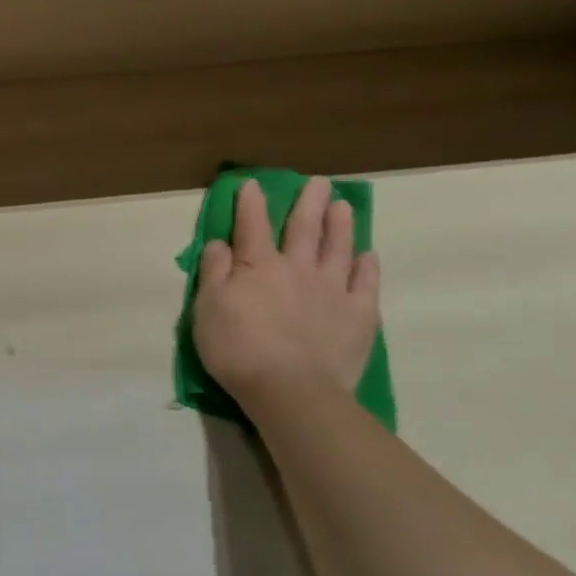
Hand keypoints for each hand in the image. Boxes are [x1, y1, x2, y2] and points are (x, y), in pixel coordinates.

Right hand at [193, 176, 380, 406]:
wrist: (292, 392)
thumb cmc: (238, 349)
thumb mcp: (207, 309)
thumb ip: (214, 271)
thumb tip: (220, 243)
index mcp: (258, 265)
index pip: (252, 224)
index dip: (251, 202)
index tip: (253, 184)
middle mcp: (298, 268)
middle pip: (304, 227)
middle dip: (308, 202)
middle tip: (318, 183)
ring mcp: (332, 290)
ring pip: (338, 247)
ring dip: (341, 224)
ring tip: (343, 205)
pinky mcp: (359, 315)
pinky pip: (366, 283)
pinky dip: (367, 266)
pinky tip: (367, 255)